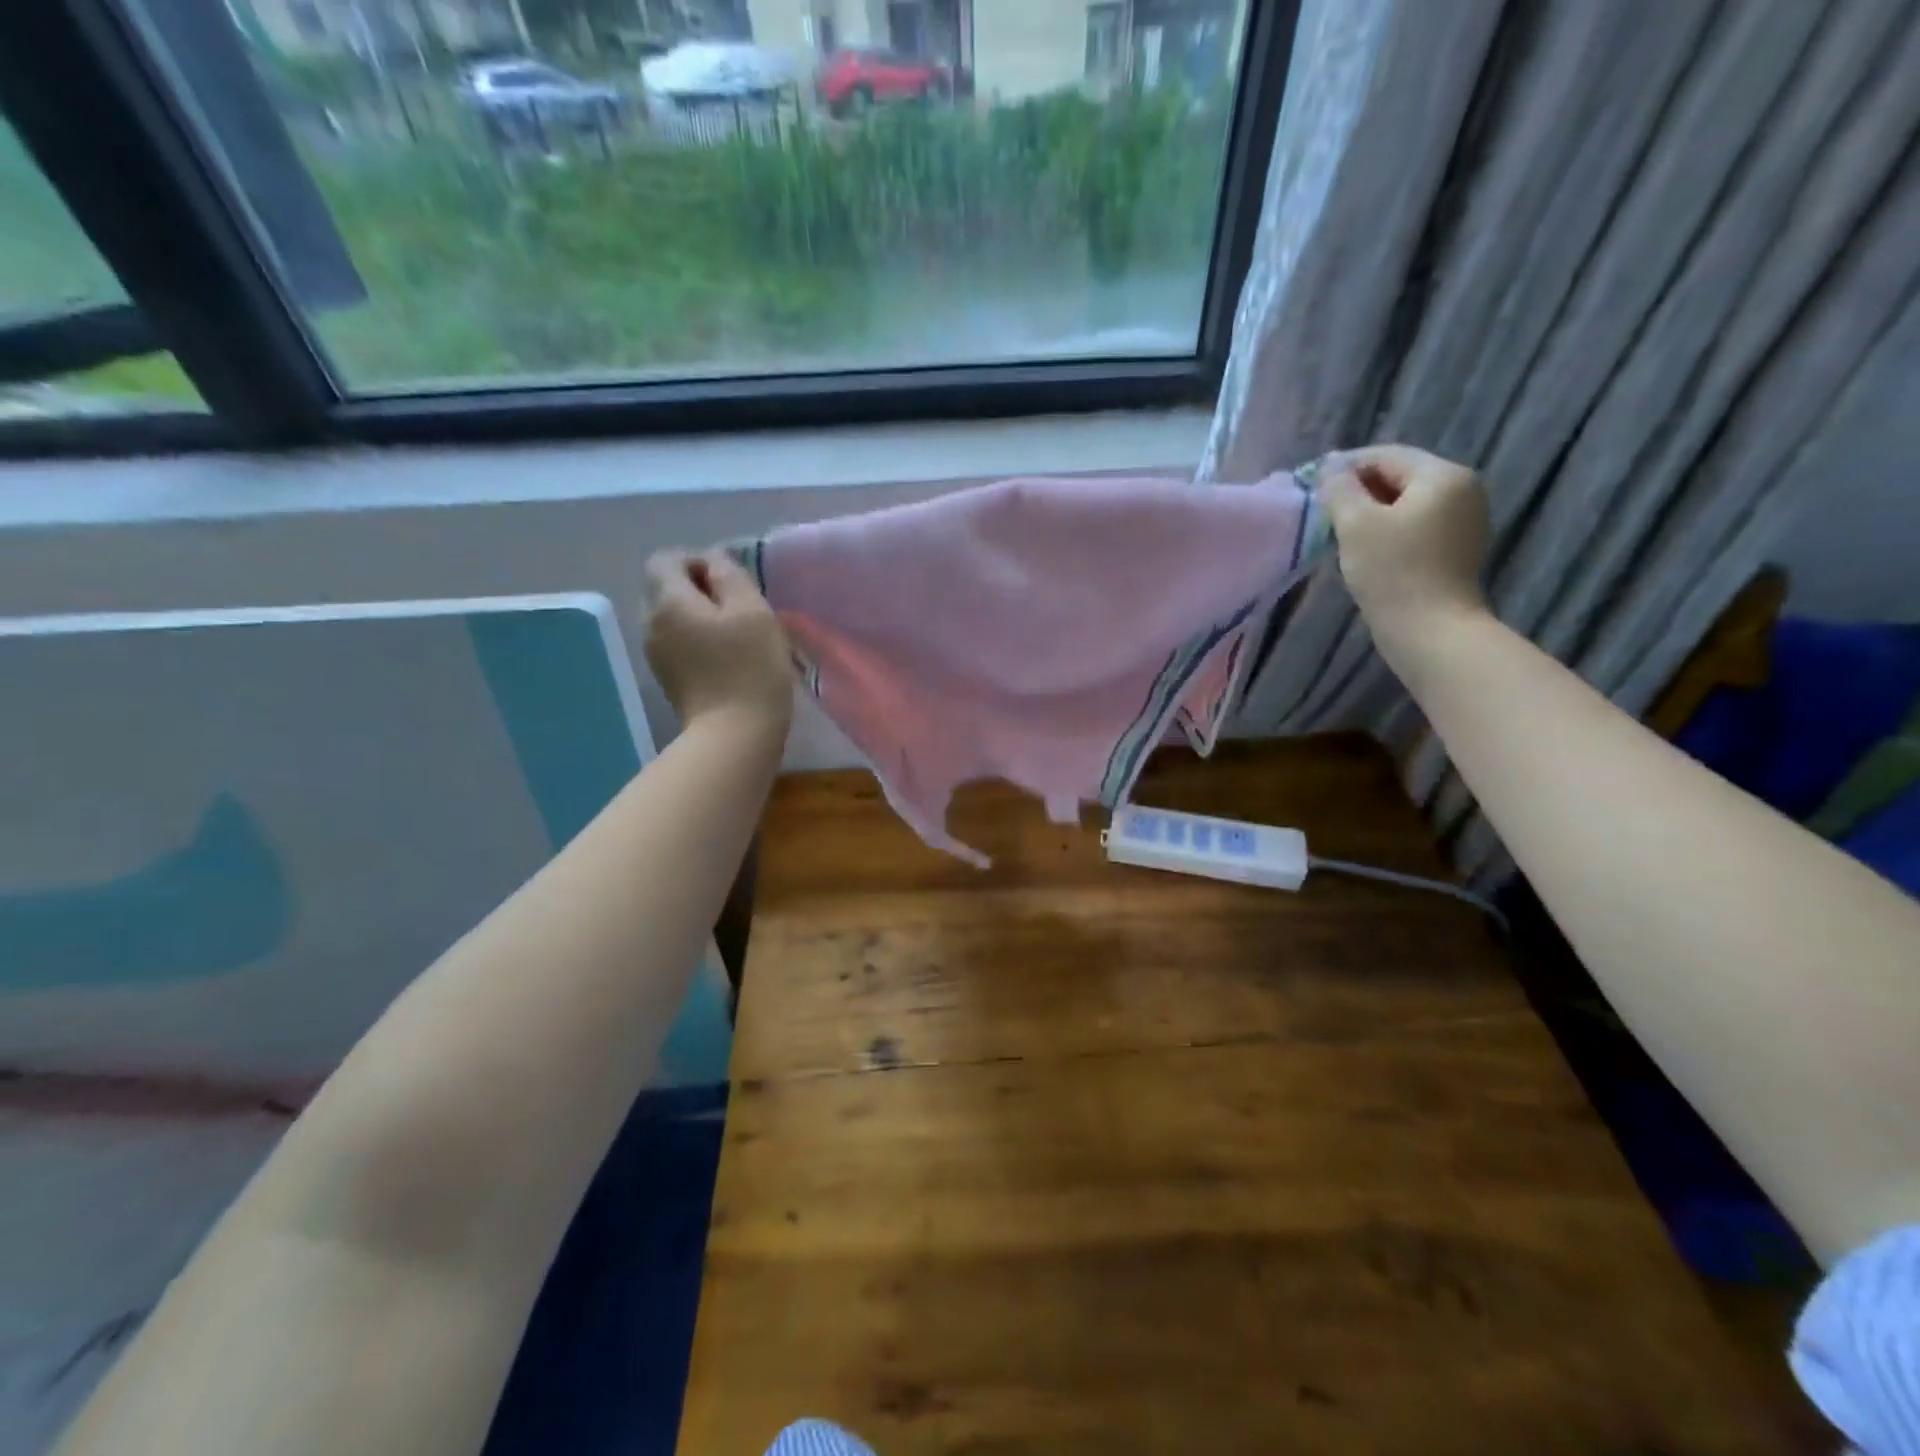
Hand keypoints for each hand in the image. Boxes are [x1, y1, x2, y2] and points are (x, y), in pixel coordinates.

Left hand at [643, 551, 793, 735]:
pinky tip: (727, 658)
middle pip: (666, 588)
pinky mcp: (668, 678)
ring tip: (736, 634)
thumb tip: (714, 562)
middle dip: (700, 589)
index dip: (698, 561)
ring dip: (701, 616)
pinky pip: (678, 642)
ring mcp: (655, 655)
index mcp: (667, 601)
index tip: (732, 583)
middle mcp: (650, 623)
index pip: (666, 559)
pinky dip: (698, 640)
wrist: (735, 736)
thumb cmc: (750, 668)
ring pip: (673, 617)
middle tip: (739, 608)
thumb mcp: (752, 610)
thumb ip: (730, 575)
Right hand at [1322, 445, 1490, 652]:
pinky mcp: (1458, 547)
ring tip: (1340, 532)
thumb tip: (1329, 467)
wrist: (1431, 630)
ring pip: (1407, 502)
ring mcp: (1464, 519)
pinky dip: (1389, 529)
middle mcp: (1463, 489)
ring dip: (1372, 511)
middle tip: (1324, 511)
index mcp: (1443, 475)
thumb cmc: (1392, 572)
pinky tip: (1366, 549)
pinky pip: (1417, 524)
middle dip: (1359, 490)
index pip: (1387, 456)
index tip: (1313, 485)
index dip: (1346, 466)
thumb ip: (1339, 489)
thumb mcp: (1355, 524)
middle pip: (1400, 476)